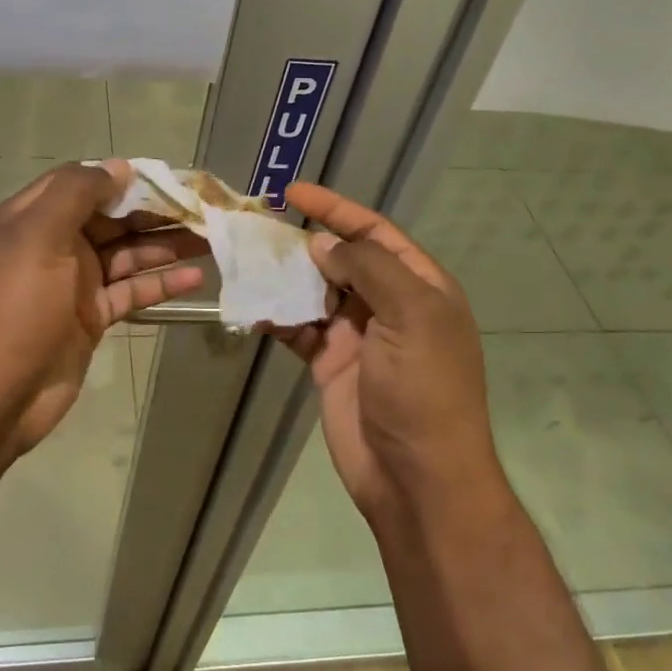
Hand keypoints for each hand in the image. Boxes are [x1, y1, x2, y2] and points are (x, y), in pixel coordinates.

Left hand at [0, 159, 206, 463]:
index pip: (82, 183)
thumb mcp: (37, 237)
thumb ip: (75, 194)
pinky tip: (196, 277)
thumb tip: (118, 167)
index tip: (166, 177)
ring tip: (212, 238)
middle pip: (112, 219)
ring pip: (127, 254)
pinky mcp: (92, 317)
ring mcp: (74, 283)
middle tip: (203, 208)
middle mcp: (55, 245)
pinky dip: (161, 283)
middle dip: (154, 211)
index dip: (121, 177)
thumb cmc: (13, 307)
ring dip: (166, 245)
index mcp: (34, 218)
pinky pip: (131, 291)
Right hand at [275, 182, 507, 524]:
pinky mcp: (331, 363)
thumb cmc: (423, 390)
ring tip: (248, 261)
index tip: (293, 192)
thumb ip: (369, 269)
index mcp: (420, 287)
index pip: (376, 233)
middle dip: (304, 242)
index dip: (337, 208)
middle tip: (259, 228)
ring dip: (285, 277)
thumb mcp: (411, 317)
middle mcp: (390, 305)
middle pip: (342, 258)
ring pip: (316, 291)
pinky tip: (253, 307)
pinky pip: (300, 328)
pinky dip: (277, 317)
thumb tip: (324, 243)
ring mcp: (358, 335)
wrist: (416, 478)